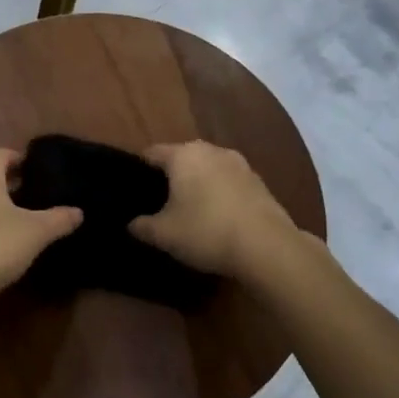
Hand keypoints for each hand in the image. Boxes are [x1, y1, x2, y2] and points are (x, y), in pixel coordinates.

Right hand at [129, 141, 297, 279]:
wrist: (267, 246)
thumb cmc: (206, 232)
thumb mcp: (163, 235)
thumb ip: (142, 226)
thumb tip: (132, 223)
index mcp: (183, 155)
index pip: (152, 153)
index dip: (139, 168)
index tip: (133, 187)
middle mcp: (211, 150)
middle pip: (182, 158)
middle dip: (171, 176)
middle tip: (159, 201)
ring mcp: (240, 164)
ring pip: (208, 169)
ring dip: (198, 184)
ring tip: (190, 209)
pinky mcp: (259, 182)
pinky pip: (229, 182)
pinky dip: (220, 194)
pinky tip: (218, 217)